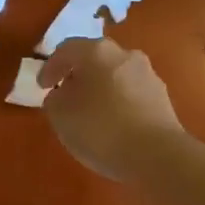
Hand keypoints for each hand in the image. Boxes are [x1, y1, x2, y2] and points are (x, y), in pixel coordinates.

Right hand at [38, 38, 188, 181]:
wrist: (156, 154)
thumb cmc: (101, 129)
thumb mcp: (61, 116)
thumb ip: (54, 100)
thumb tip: (62, 94)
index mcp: (97, 52)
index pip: (66, 50)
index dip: (50, 67)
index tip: (42, 87)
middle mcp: (125, 55)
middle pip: (95, 59)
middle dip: (78, 76)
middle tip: (65, 95)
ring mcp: (148, 75)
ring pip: (115, 76)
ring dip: (100, 89)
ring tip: (89, 113)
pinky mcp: (162, 97)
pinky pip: (131, 93)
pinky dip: (117, 102)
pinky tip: (113, 124)